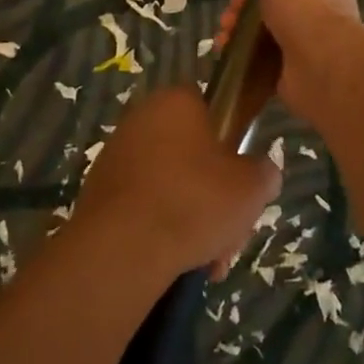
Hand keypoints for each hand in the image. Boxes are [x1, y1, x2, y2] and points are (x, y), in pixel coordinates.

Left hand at [75, 85, 281, 280]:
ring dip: (191, 219)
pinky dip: (160, 229)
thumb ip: (264, 172)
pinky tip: (177, 263)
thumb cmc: (192, 201)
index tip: (241, 182)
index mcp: (176, 101)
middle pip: (191, 155)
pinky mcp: (99, 191)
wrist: (121, 248)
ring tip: (208, 261)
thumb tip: (262, 172)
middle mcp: (141, 118)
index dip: (230, 146)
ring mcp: (116, 154)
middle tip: (228, 234)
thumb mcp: (251, 187)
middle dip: (213, 196)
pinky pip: (143, 205)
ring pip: (170, 184)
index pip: (210, 111)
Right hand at [216, 0, 363, 125]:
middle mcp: (324, 14)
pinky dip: (244, 61)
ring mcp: (310, 47)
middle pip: (275, 8)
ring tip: (224, 39)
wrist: (320, 62)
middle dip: (244, 11)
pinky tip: (228, 57)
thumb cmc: (303, 5)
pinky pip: (264, 65)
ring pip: (266, 37)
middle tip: (228, 17)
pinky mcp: (296, 75)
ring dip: (240, 35)